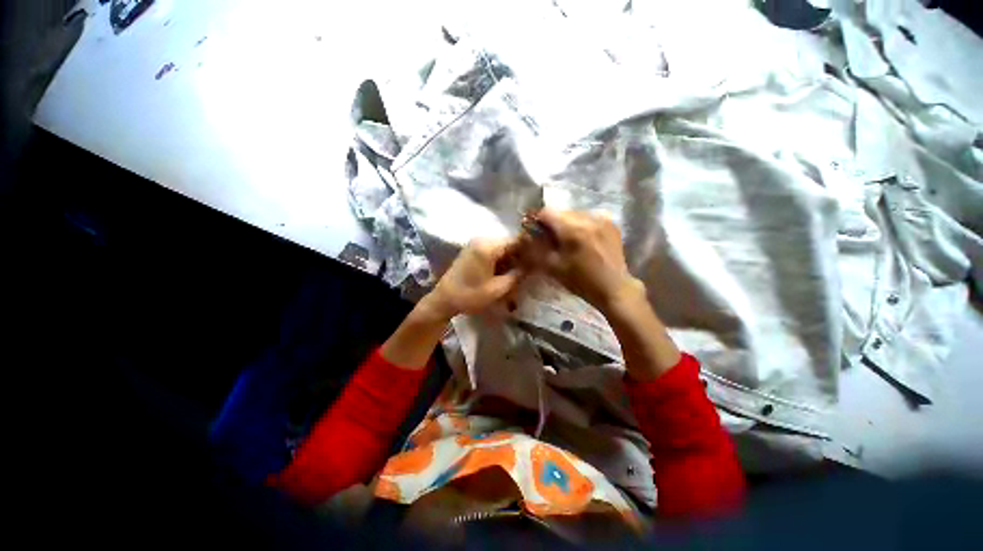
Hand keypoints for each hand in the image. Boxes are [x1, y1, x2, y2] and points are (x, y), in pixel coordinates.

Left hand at [418, 238, 524, 322]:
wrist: (444, 299)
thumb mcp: (497, 289)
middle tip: (531, 268)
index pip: (516, 240)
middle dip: (521, 254)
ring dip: (511, 257)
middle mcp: (482, 240)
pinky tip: (507, 270)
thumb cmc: (470, 295)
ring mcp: (476, 244)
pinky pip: (493, 250)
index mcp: (488, 246)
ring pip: (502, 247)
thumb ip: (516, 275)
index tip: (540, 258)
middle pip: (509, 242)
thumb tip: (531, 267)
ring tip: (520, 271)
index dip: (529, 248)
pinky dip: (501, 258)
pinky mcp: (472, 250)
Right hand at [534, 208, 640, 311]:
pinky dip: (581, 225)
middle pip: (561, 212)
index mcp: (572, 229)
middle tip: (550, 238)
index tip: (535, 231)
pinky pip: (589, 217)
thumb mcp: (553, 267)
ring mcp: (602, 219)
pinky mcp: (611, 223)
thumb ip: (537, 248)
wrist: (614, 288)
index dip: (537, 221)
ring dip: (567, 223)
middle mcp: (588, 218)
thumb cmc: (581, 281)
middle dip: (552, 223)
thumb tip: (527, 236)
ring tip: (567, 240)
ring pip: (575, 214)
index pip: (547, 212)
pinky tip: (582, 239)